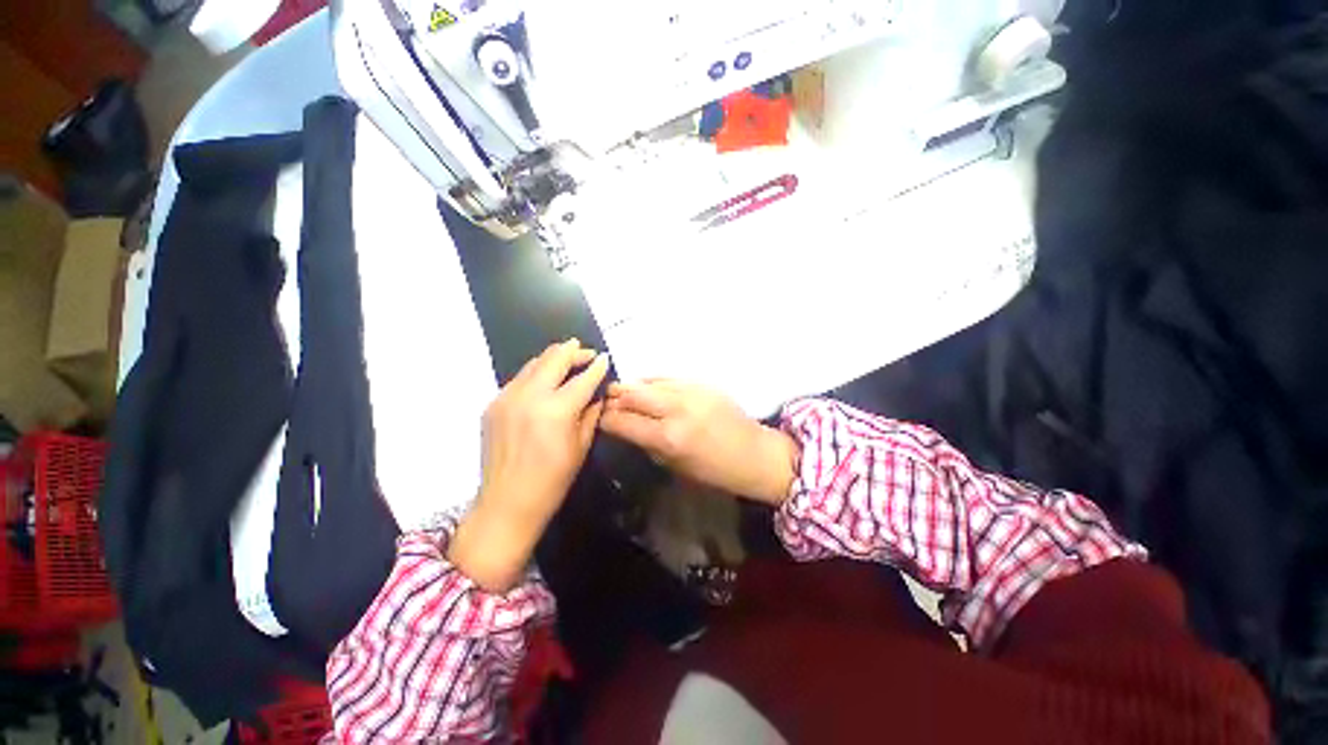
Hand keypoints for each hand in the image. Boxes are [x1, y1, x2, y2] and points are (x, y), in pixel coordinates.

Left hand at [449, 339, 608, 592]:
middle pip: (555, 359)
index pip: (583, 379)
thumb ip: (590, 414)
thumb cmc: (552, 480)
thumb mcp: (581, 447)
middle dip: (574, 351)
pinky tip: (544, 378)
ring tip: (567, 355)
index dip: (597, 367)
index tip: (605, 358)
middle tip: (585, 351)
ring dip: (553, 357)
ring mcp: (507, 398)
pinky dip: (536, 372)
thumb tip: (595, 394)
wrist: (506, 503)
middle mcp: (530, 397)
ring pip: (534, 363)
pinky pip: (519, 378)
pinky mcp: (493, 404)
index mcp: (557, 410)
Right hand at [600, 380, 798, 504]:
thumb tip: (625, 427)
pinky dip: (653, 382)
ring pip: (649, 382)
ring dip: (632, 387)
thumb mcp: (675, 465)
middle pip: (632, 394)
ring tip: (623, 392)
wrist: (753, 453)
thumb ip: (647, 443)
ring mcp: (690, 392)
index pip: (624, 422)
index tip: (598, 417)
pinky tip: (647, 387)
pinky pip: (668, 377)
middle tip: (606, 401)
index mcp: (669, 438)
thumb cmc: (713, 471)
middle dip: (614, 397)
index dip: (606, 419)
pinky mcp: (701, 383)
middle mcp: (676, 409)